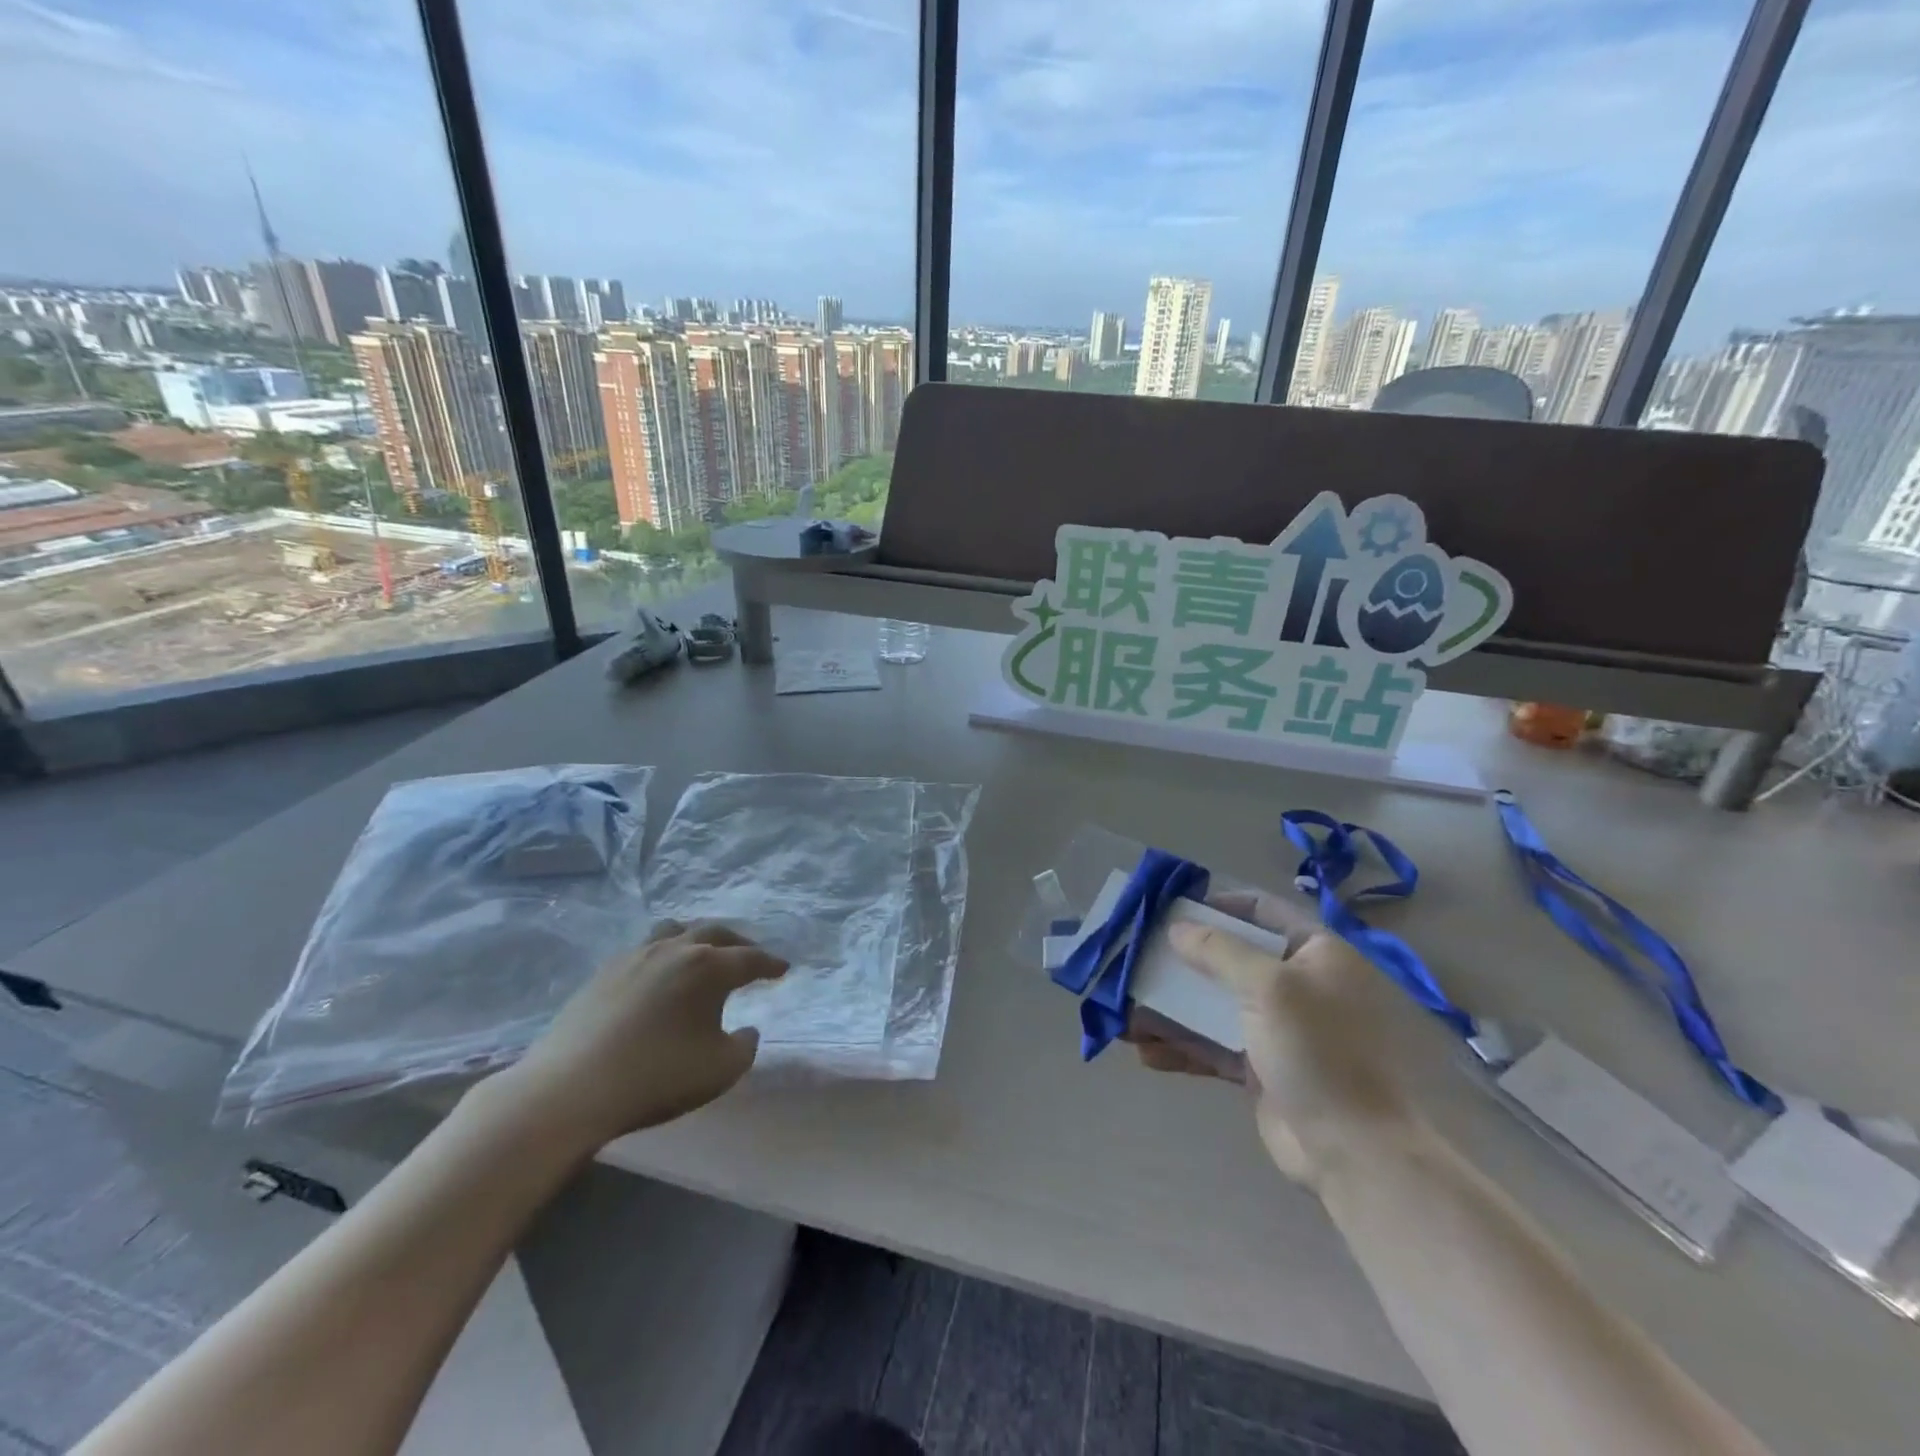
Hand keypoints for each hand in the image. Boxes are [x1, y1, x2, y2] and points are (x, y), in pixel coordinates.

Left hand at [488, 920, 786, 1152]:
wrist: (571, 1087)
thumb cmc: (657, 1076)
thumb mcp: (720, 1070)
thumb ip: (745, 1046)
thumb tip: (746, 1029)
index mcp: (709, 967)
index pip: (751, 959)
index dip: (771, 964)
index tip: (783, 968)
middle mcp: (677, 950)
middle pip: (716, 933)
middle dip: (738, 943)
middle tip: (749, 956)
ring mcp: (636, 956)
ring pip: (675, 930)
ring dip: (697, 937)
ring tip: (702, 952)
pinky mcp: (605, 971)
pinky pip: (645, 948)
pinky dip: (664, 953)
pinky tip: (659, 975)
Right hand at [1130, 890, 1414, 1184]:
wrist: (1354, 1152)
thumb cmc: (1318, 1051)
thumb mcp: (1269, 987)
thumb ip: (1219, 951)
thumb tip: (1178, 928)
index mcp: (1315, 953)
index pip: (1261, 910)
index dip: (1217, 904)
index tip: (1171, 909)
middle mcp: (1297, 984)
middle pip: (1229, 958)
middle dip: (1181, 960)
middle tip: (1137, 957)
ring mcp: (1277, 1028)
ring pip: (1214, 1004)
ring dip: (1171, 1006)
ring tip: (1125, 1009)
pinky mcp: (1259, 1067)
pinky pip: (1212, 1045)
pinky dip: (1180, 1045)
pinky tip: (1143, 1049)